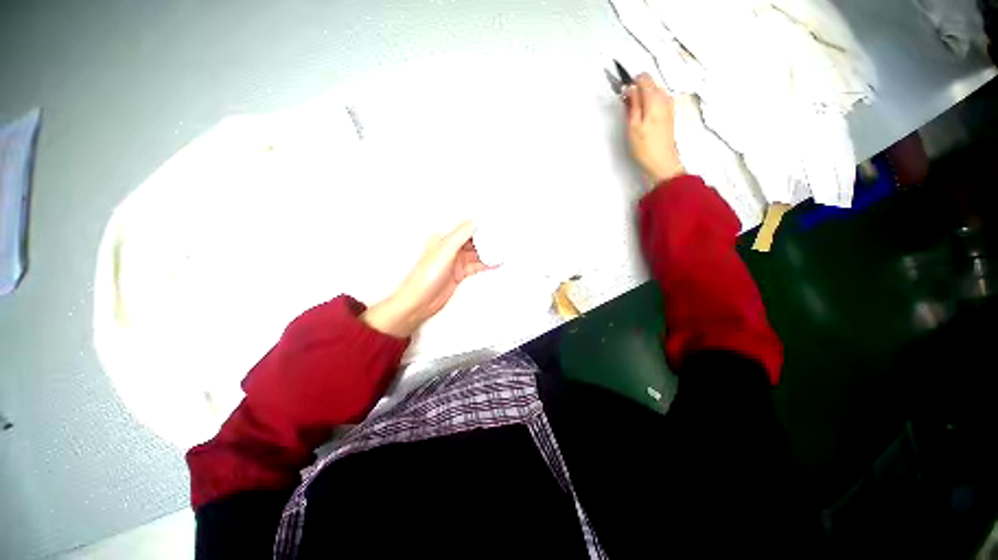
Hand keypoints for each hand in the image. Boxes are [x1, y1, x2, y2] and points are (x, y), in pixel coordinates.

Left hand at [362, 221, 490, 337]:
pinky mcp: (459, 274)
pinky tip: (495, 263)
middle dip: (487, 240)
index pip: (466, 228)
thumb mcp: (445, 250)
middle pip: (473, 241)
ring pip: (476, 254)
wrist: (419, 302)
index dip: (481, 226)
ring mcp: (455, 262)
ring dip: (488, 253)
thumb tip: (475, 221)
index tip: (495, 224)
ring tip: (502, 250)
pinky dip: (486, 265)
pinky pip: (476, 266)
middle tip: (502, 238)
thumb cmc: (425, 276)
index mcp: (443, 239)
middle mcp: (450, 249)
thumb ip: (461, 235)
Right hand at [625, 73, 684, 185]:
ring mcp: (668, 105)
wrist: (662, 161)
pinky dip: (648, 106)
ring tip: (634, 118)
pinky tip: (642, 120)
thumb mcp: (633, 125)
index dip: (631, 84)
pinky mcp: (669, 113)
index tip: (624, 96)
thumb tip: (630, 89)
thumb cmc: (645, 146)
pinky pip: (657, 101)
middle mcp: (665, 97)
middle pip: (649, 84)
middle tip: (627, 110)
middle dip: (636, 93)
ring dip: (642, 100)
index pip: (643, 77)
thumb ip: (632, 103)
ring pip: (652, 93)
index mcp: (655, 98)